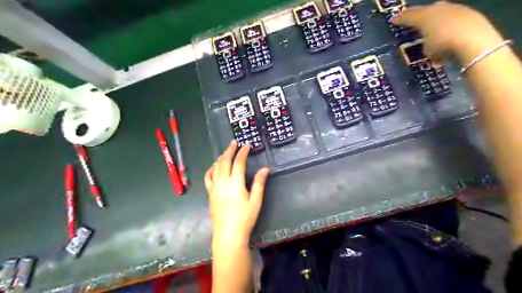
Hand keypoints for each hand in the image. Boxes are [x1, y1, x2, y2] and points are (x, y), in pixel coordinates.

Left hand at [204, 141, 268, 245]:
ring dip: (221, 157)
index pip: (238, 162)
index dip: (243, 152)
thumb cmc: (245, 218)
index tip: (246, 145)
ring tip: (226, 152)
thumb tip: (265, 168)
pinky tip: (214, 167)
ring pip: (216, 167)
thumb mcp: (256, 200)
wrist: (228, 234)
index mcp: (235, 183)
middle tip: (234, 143)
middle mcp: (223, 182)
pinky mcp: (210, 193)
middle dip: (230, 150)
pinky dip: (211, 169)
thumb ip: (259, 182)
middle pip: (224, 161)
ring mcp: (214, 187)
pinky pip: (208, 177)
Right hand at [394, 2, 503, 63]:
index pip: (409, 15)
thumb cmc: (443, 45)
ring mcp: (456, 10)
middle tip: (413, 20)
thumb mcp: (427, 49)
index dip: (400, 18)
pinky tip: (448, 36)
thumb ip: (425, 44)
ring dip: (435, 21)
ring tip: (431, 30)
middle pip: (426, 10)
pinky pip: (453, 20)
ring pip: (441, 13)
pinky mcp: (471, 15)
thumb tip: (430, 44)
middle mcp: (439, 9)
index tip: (393, 20)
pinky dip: (448, 27)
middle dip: (419, 15)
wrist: (474, 40)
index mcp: (425, 16)